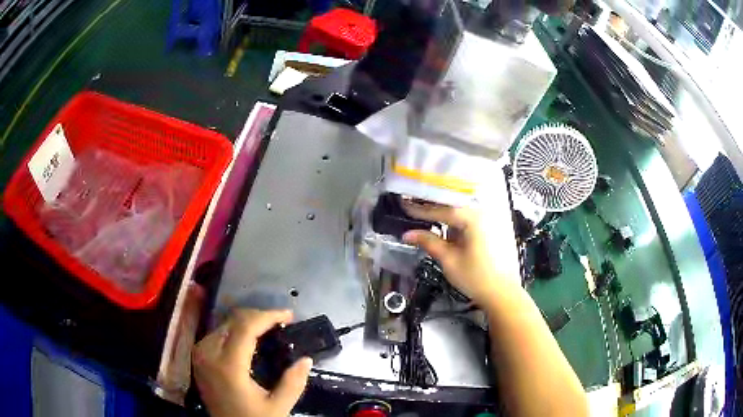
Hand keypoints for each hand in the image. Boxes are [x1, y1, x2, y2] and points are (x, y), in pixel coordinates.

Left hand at [193, 309, 311, 416]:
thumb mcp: (278, 407)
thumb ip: (293, 383)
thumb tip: (306, 359)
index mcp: (228, 366)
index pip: (246, 327)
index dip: (268, 316)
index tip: (289, 315)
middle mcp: (208, 353)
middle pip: (233, 321)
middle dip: (259, 317)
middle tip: (281, 323)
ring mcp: (200, 354)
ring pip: (224, 325)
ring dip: (247, 323)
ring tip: (268, 330)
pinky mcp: (198, 358)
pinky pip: (217, 334)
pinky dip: (235, 331)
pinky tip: (249, 340)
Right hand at [402, 202, 520, 306]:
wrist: (503, 294)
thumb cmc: (476, 278)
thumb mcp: (449, 260)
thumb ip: (429, 242)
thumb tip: (407, 234)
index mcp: (473, 217)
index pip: (442, 209)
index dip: (421, 209)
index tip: (404, 205)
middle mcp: (484, 213)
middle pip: (453, 206)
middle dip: (433, 209)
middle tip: (413, 209)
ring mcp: (491, 220)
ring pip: (462, 213)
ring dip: (446, 217)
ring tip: (427, 219)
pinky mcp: (495, 229)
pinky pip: (471, 220)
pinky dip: (458, 224)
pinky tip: (448, 230)